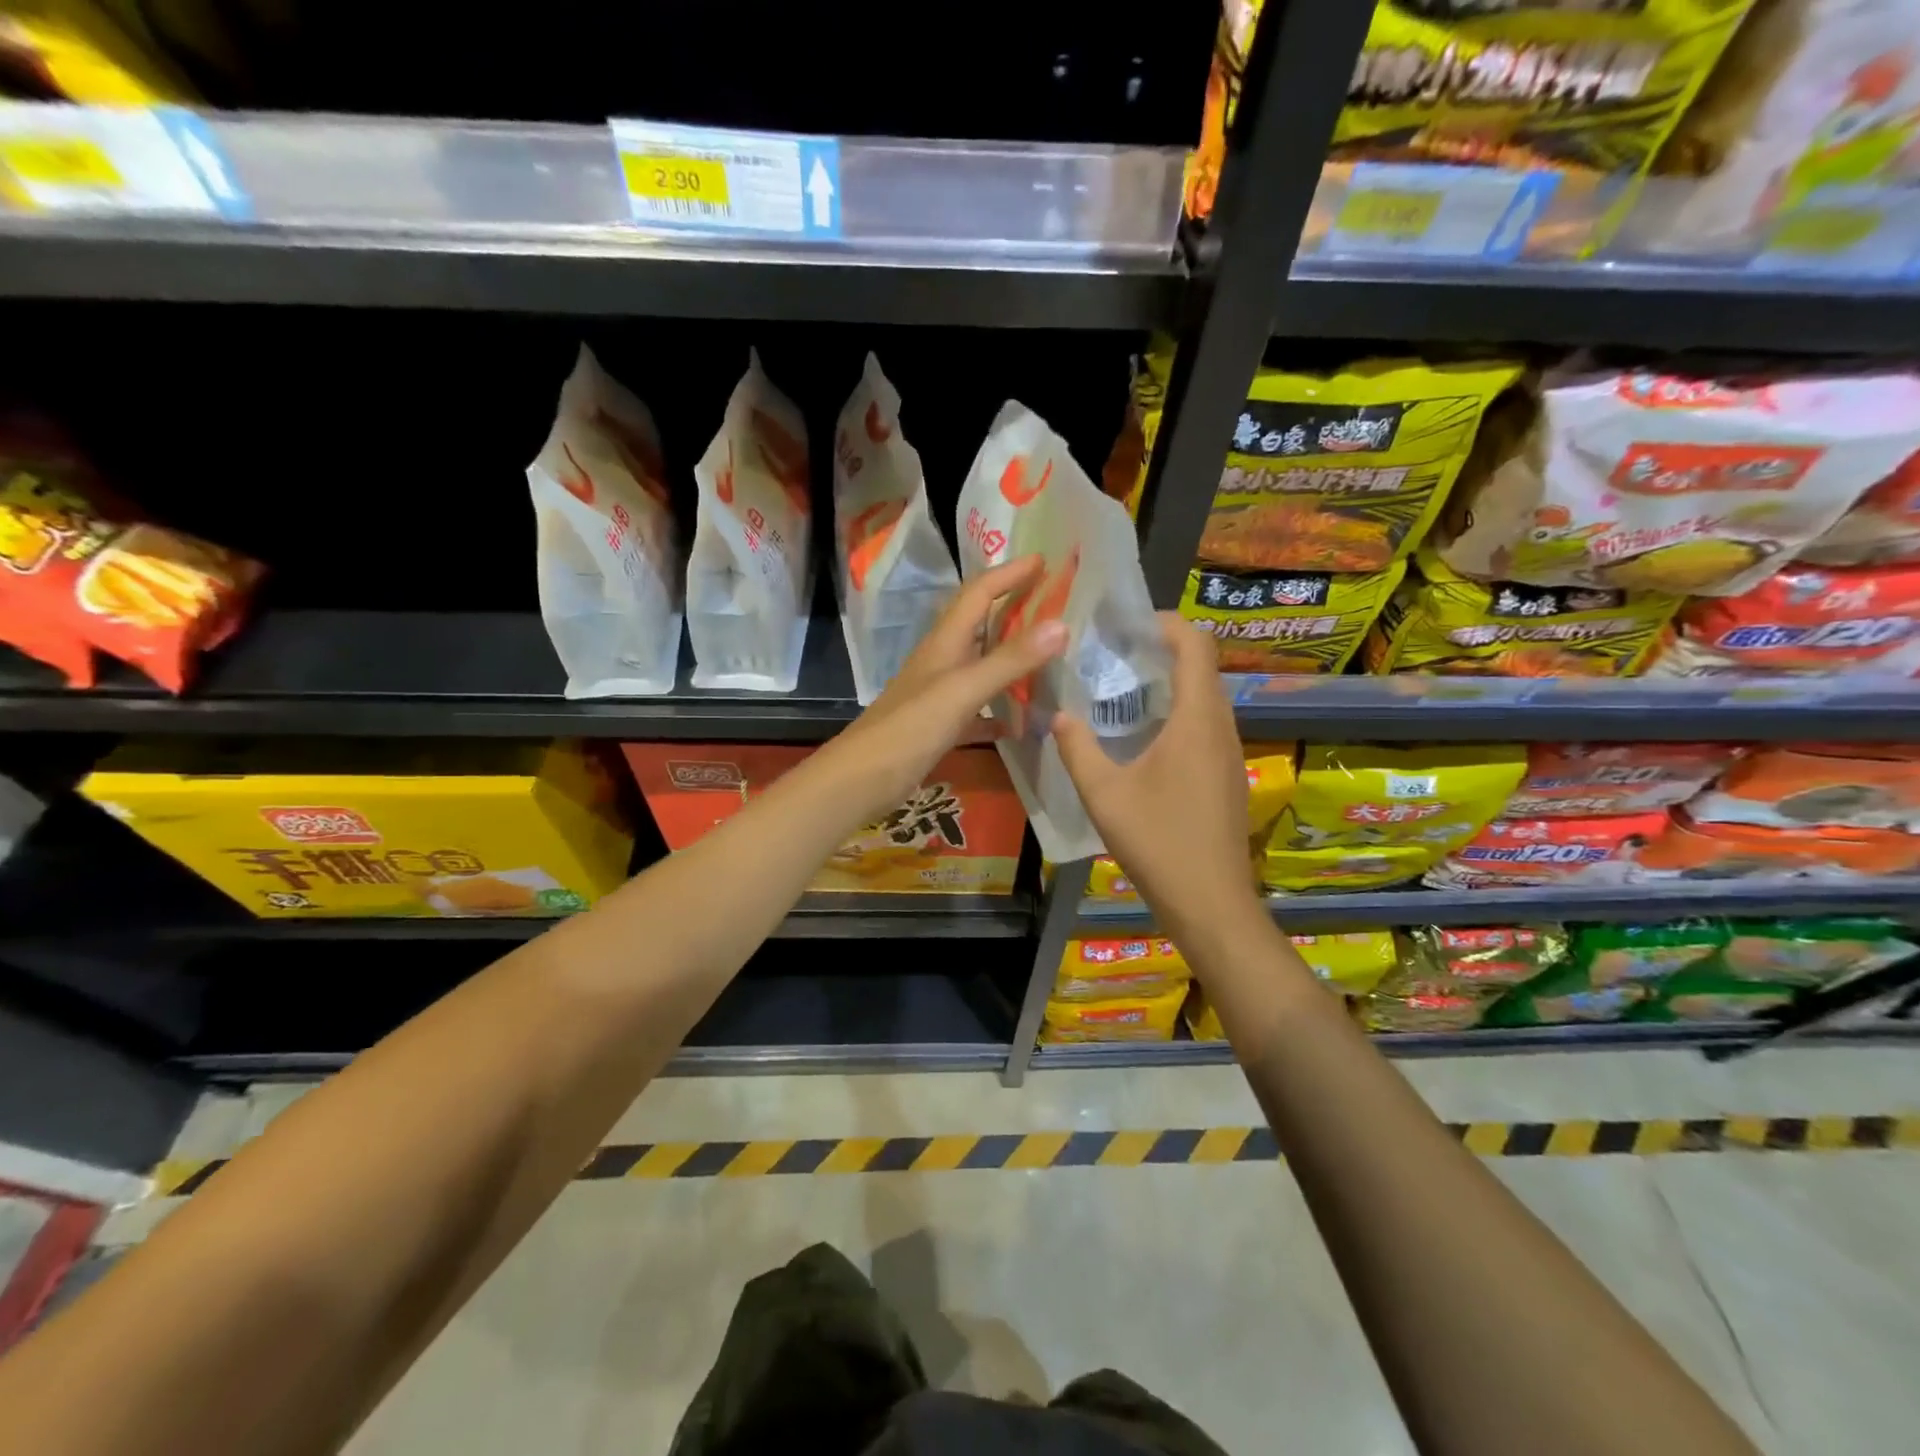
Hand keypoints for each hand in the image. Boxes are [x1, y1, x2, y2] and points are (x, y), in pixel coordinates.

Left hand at [818, 555, 1066, 826]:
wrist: (863, 778)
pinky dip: (1001, 709)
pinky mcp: (940, 726)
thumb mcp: (963, 690)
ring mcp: (940, 694)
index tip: (1044, 560)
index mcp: (945, 642)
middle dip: (1014, 608)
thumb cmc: (911, 728)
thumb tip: (1061, 624)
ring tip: (1051, 657)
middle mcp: (942, 661)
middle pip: (981, 624)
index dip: (1009, 574)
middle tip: (1056, 603)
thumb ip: (1010, 660)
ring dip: (1012, 658)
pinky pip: (979, 708)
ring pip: (982, 665)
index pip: (978, 593)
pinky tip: (1024, 720)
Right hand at [1052, 612, 1261, 938]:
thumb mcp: (1103, 794)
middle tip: (1114, 653)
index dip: (1166, 623)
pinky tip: (1143, 737)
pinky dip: (1178, 713)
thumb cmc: (1158, 842)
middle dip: (1162, 650)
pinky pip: (1206, 725)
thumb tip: (1058, 714)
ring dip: (1170, 683)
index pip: (1195, 646)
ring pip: (1205, 698)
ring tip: (1123, 689)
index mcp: (1196, 721)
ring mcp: (1229, 753)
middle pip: (1202, 667)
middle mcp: (1221, 727)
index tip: (1127, 623)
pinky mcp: (1227, 775)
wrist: (1209, 902)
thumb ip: (1077, 748)